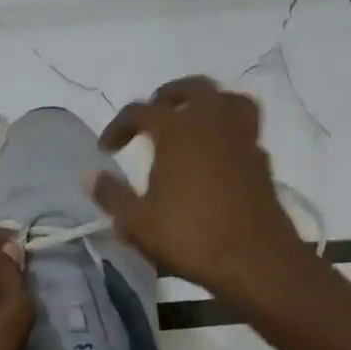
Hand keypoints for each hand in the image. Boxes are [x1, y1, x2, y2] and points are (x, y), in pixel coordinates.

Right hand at [91, 76, 310, 303]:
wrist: (256, 260)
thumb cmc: (191, 237)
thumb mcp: (137, 223)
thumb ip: (111, 195)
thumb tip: (89, 176)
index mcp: (177, 130)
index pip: (139, 111)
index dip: (118, 126)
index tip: (106, 149)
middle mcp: (212, 122)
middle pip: (191, 89)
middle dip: (167, 97)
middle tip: (152, 116)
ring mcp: (242, 138)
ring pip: (227, 99)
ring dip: (206, 103)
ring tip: (191, 121)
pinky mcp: (262, 159)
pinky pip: (244, 128)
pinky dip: (227, 131)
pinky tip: (217, 153)